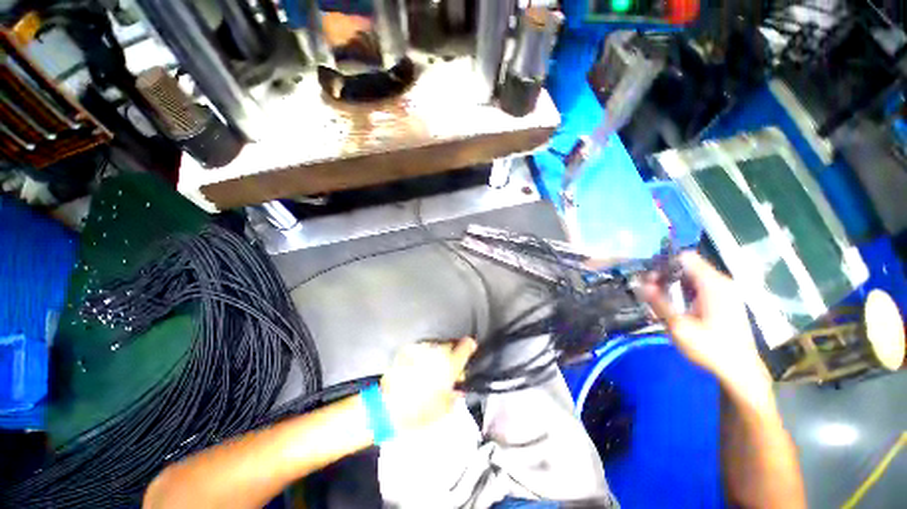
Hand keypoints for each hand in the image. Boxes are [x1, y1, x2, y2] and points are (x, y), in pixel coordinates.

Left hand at [380, 338, 476, 430]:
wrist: (387, 408)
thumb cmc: (419, 411)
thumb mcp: (444, 410)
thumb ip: (454, 396)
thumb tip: (458, 391)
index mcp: (449, 365)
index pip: (465, 346)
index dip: (470, 346)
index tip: (470, 347)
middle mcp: (436, 353)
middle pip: (450, 345)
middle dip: (451, 354)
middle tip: (448, 368)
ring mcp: (421, 350)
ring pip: (435, 347)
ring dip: (436, 355)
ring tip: (430, 371)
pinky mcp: (407, 351)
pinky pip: (420, 351)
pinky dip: (422, 357)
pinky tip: (417, 370)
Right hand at [643, 253, 773, 406]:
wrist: (740, 371)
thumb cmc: (710, 348)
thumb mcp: (679, 326)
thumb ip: (659, 302)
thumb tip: (641, 284)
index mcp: (713, 284)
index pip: (685, 258)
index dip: (664, 264)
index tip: (649, 279)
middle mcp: (722, 282)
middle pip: (688, 265)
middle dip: (666, 274)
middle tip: (650, 290)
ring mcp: (726, 291)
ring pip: (693, 275)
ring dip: (674, 283)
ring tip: (660, 298)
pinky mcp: (726, 300)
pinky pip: (700, 285)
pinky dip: (684, 290)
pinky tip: (677, 305)